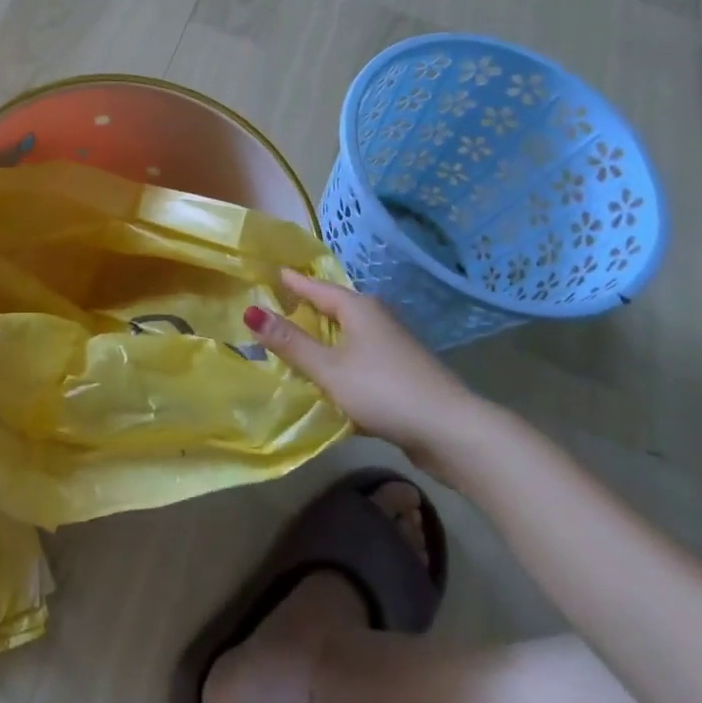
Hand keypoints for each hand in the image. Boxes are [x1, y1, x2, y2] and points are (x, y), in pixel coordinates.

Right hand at [244, 269, 486, 469]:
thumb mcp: (329, 368)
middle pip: (333, 308)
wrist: (451, 430)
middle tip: (274, 307)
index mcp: (358, 308)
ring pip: (347, 335)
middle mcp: (376, 319)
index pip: (316, 287)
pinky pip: (358, 358)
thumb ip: (290, 342)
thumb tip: (250, 310)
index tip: (270, 272)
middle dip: (306, 308)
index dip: (292, 282)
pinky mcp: (400, 372)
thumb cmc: (383, 390)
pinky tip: (327, 379)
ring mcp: (391, 346)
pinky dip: (339, 361)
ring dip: (322, 338)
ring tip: (292, 343)